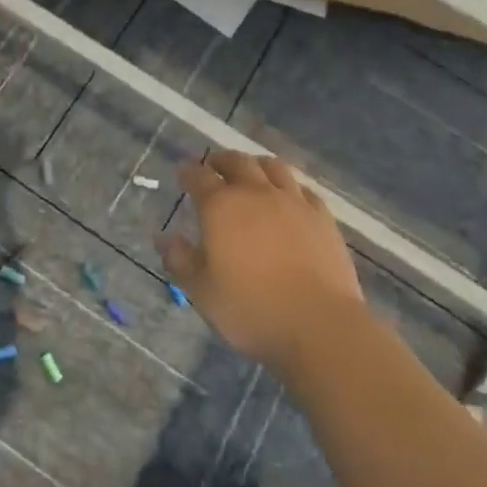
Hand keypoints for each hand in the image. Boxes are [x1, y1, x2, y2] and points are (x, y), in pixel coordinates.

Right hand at [158, 151, 367, 377]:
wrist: (319, 325)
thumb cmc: (251, 308)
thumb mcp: (202, 291)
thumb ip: (180, 260)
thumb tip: (163, 237)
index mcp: (222, 207)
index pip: (199, 177)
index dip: (188, 172)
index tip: (183, 172)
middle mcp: (257, 193)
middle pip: (238, 162)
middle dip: (221, 161)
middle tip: (214, 166)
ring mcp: (293, 202)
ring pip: (273, 167)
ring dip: (256, 164)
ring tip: (251, 171)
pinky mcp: (323, 218)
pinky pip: (304, 189)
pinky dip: (289, 186)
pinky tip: (289, 196)